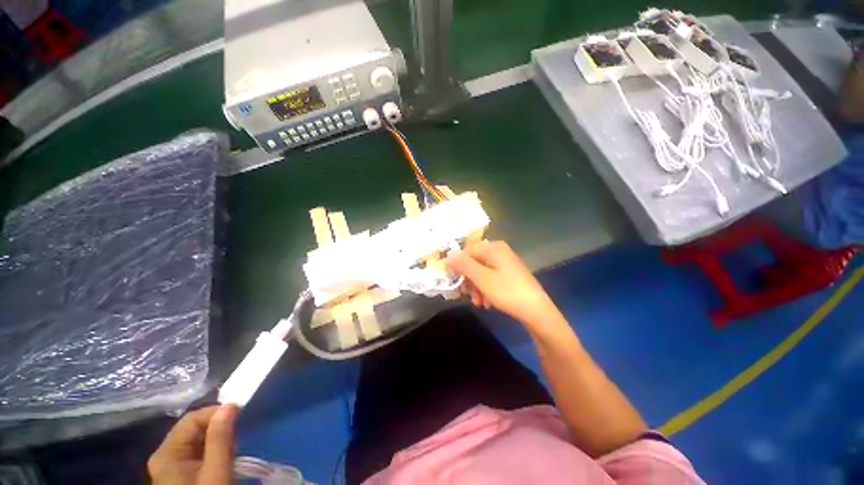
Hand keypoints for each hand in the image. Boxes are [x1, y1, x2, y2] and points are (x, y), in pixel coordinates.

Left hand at [148, 405, 237, 484]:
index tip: (239, 414)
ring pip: (196, 439)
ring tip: (230, 452)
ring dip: (216, 441)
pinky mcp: (178, 473)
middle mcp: (163, 455)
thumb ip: (220, 438)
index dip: (215, 413)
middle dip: (217, 429)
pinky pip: (196, 451)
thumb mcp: (216, 471)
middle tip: (235, 440)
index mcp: (166, 454)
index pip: (192, 419)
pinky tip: (222, 460)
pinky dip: (212, 451)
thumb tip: (229, 406)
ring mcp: (169, 465)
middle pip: (192, 428)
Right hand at [447, 241, 559, 326]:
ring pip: (482, 273)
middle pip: (474, 263)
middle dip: (469, 281)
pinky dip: (486, 290)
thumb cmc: (507, 292)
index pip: (467, 252)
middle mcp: (499, 252)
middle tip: (467, 295)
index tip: (453, 282)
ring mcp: (506, 264)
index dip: (457, 266)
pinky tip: (487, 303)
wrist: (537, 312)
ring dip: (476, 288)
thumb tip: (449, 253)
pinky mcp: (510, 275)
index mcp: (493, 248)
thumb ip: (464, 264)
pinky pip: (491, 279)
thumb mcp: (482, 278)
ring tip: (479, 303)